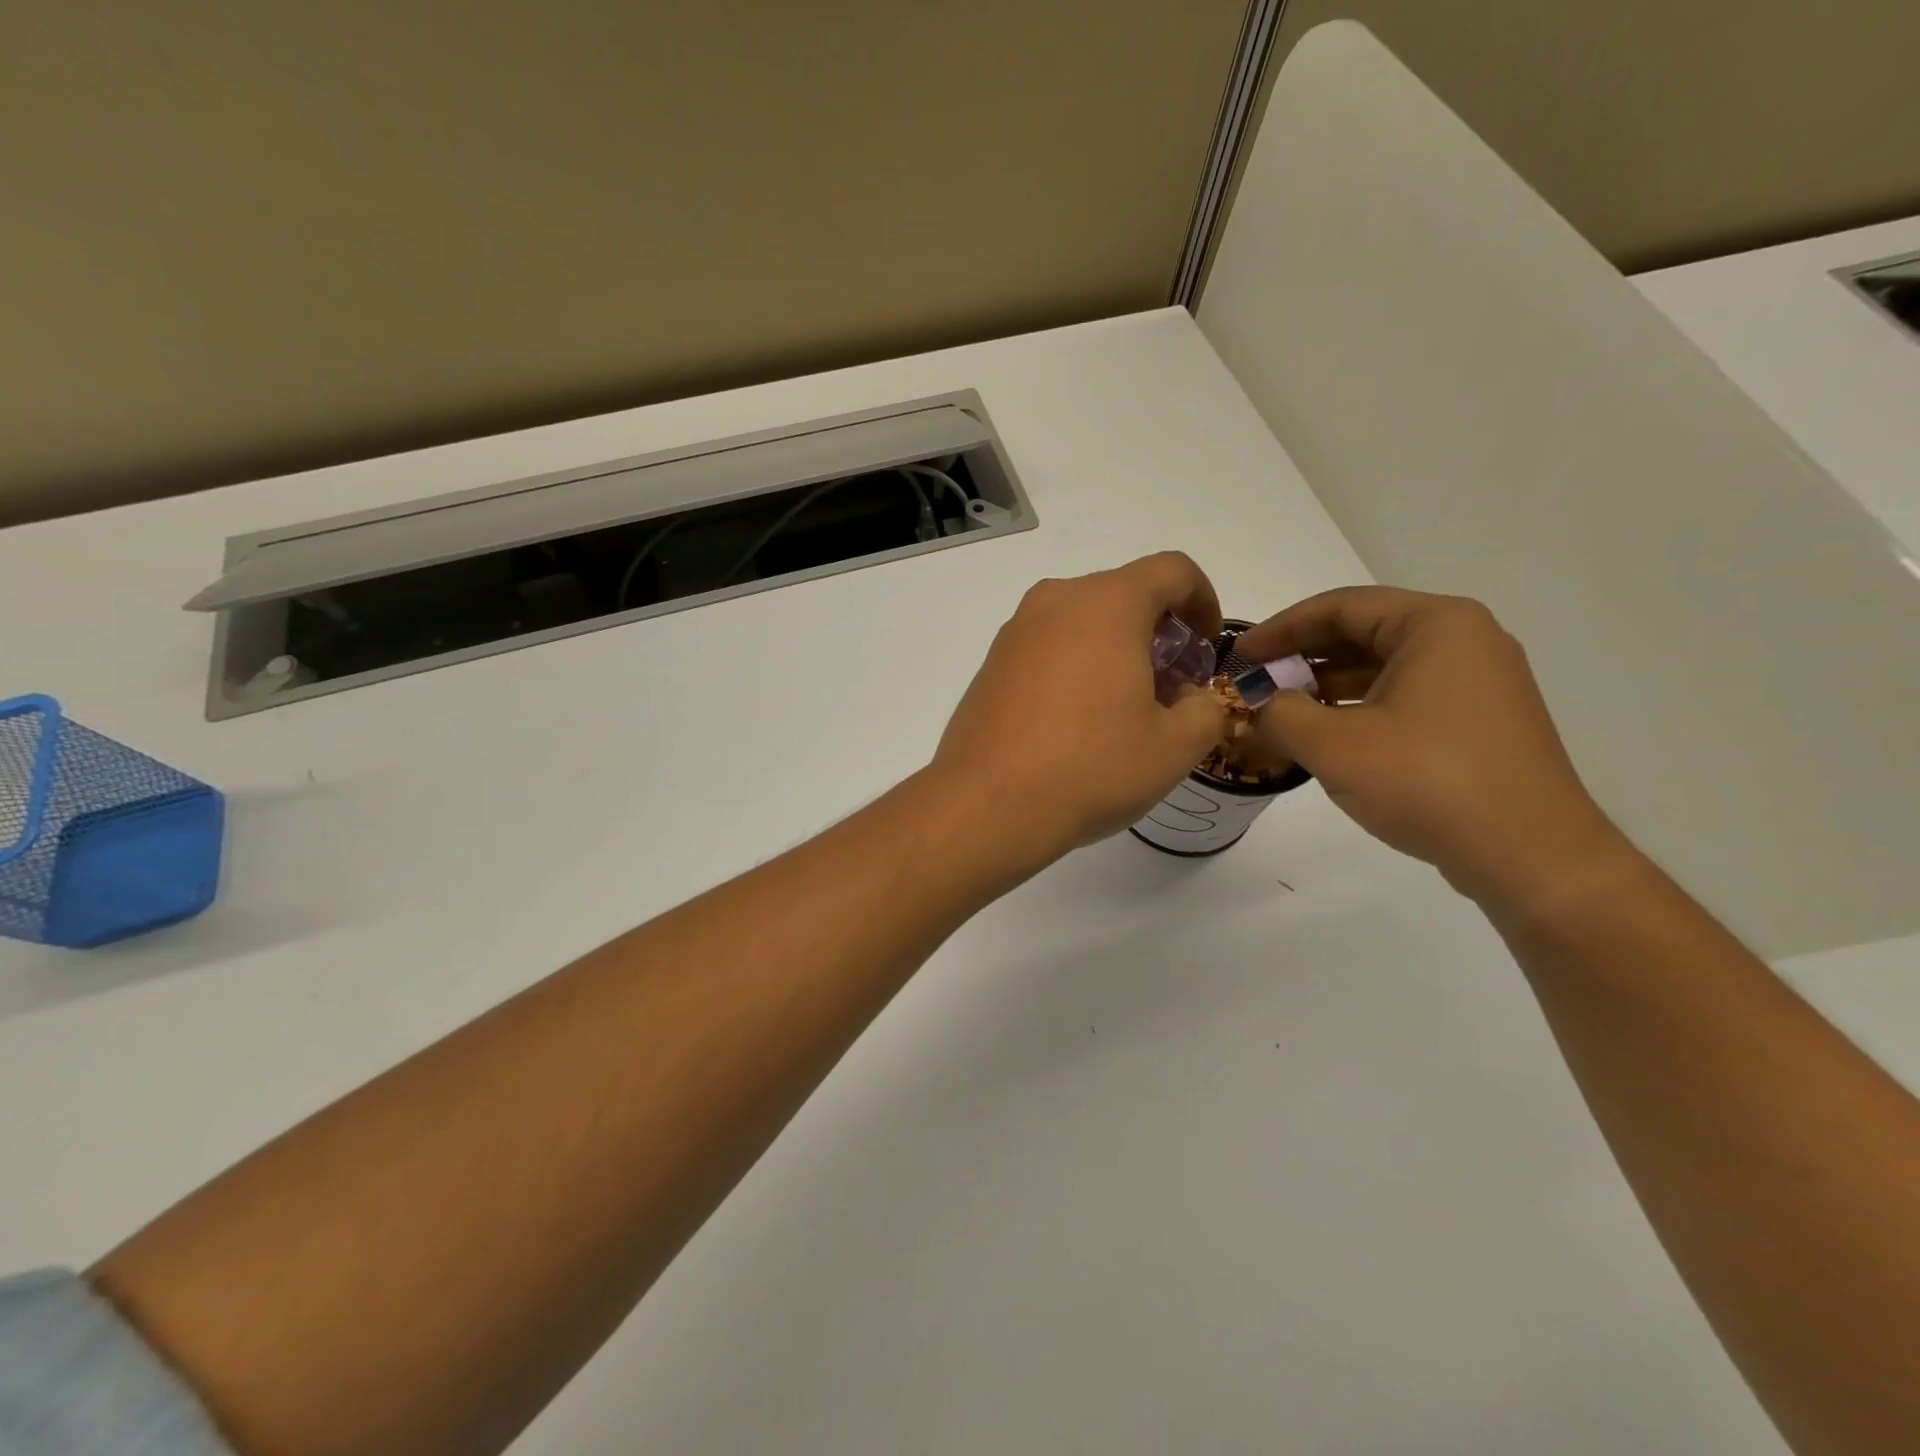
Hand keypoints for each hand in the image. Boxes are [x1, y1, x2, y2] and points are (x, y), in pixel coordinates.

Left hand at [933, 554, 1228, 863]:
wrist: (988, 805)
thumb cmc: (1091, 767)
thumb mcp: (1175, 747)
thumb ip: (1206, 709)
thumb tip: (1192, 698)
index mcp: (1107, 603)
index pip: (1172, 571)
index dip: (1203, 600)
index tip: (1206, 647)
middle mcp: (1056, 601)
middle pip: (1124, 594)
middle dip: (1159, 631)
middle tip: (1172, 686)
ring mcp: (1016, 631)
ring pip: (1082, 620)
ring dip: (1116, 649)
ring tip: (1126, 708)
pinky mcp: (992, 663)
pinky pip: (1048, 646)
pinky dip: (1076, 664)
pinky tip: (1078, 720)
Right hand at [1236, 587, 1628, 905]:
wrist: (1530, 855)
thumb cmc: (1428, 782)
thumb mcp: (1333, 745)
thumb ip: (1281, 714)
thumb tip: (1261, 707)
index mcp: (1435, 625)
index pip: (1340, 607)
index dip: (1280, 629)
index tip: (1239, 655)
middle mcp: (1464, 640)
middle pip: (1364, 631)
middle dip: (1303, 655)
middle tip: (1256, 680)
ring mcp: (1478, 681)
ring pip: (1384, 665)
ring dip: (1328, 683)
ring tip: (1282, 708)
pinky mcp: (1480, 720)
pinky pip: (1406, 694)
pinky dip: (1360, 705)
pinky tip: (1328, 733)